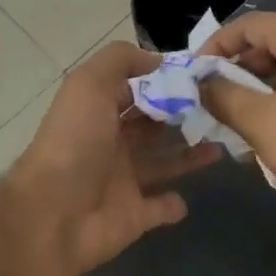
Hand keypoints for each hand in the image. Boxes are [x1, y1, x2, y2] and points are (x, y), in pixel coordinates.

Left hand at [8, 42, 221, 275]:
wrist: (54, 213)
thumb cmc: (74, 143)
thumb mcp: (89, 85)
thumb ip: (120, 62)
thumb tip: (157, 60)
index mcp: (98, 113)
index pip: (133, 92)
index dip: (162, 82)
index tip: (201, 76)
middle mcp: (110, 144)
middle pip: (150, 127)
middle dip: (181, 117)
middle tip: (221, 109)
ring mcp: (122, 182)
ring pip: (162, 164)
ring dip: (189, 155)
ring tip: (221, 144)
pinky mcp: (134, 216)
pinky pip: (159, 208)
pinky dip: (173, 204)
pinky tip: (188, 197)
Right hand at [198, 12, 275, 208]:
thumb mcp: (256, 120)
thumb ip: (222, 95)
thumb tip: (203, 84)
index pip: (249, 25)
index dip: (216, 46)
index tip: (198, 73)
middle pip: (274, 41)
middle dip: (240, 68)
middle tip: (218, 96)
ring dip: (264, 84)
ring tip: (244, 116)